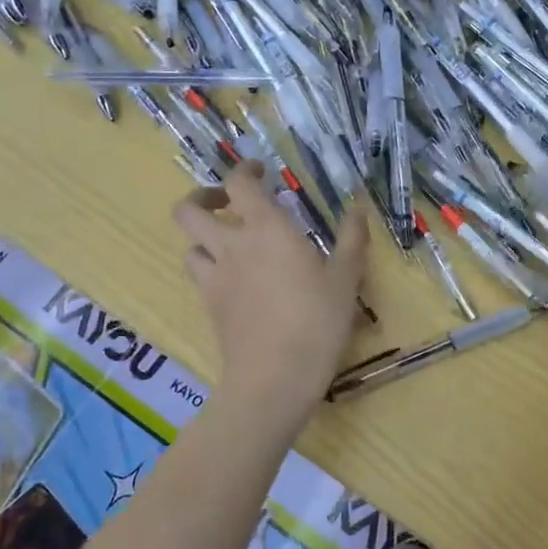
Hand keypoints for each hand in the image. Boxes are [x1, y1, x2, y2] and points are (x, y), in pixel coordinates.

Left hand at [173, 160, 368, 419]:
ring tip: (229, 241)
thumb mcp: (346, 277)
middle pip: (189, 209)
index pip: (239, 183)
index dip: (245, 171)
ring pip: (188, 242)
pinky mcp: (208, 305)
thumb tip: (359, 205)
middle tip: (229, 202)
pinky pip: (198, 273)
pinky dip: (208, 265)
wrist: (275, 377)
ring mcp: (214, 276)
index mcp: (266, 228)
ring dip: (203, 234)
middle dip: (204, 196)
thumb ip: (352, 237)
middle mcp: (231, 245)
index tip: (261, 172)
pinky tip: (233, 277)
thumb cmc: (317, 321)